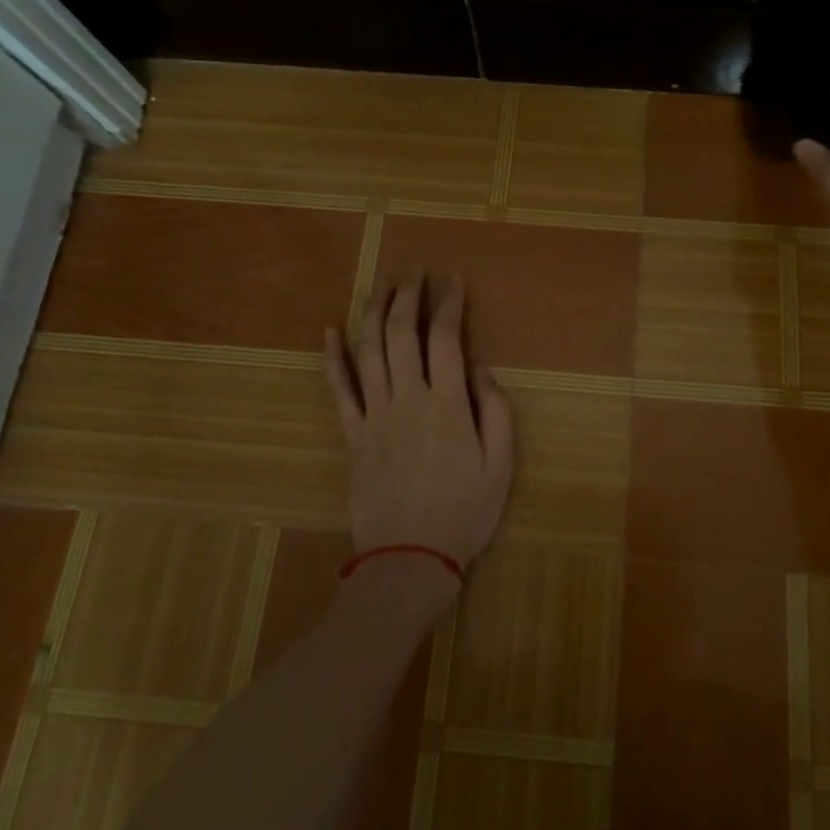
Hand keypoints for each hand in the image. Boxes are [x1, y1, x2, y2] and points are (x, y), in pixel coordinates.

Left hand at [324, 271, 514, 568]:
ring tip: (381, 285)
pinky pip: (338, 389)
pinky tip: (328, 331)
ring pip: (368, 351)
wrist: (408, 559)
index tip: (452, 281)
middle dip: (407, 294)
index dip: (448, 304)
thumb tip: (482, 368)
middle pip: (401, 333)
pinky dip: (332, 358)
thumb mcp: (501, 466)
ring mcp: (374, 415)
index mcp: (447, 404)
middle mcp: (407, 399)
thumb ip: (496, 412)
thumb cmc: (463, 513)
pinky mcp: (351, 434)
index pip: (445, 338)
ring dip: (373, 312)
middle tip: (414, 270)